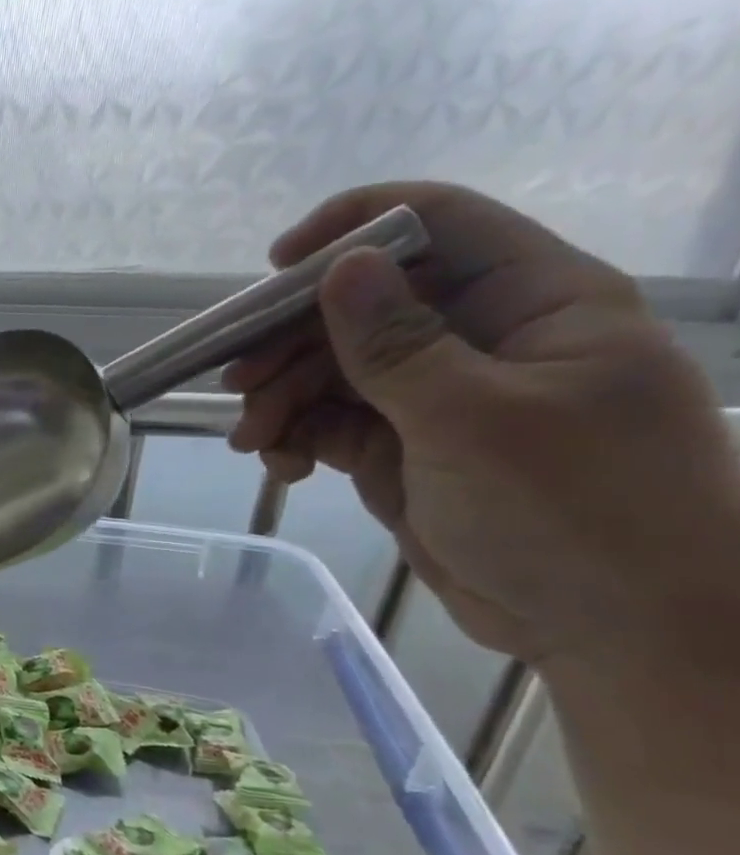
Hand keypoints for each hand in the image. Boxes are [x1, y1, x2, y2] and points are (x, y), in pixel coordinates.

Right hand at [225, 181, 739, 670]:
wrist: (614, 630)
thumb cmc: (574, 511)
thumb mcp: (474, 420)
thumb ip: (396, 343)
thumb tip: (338, 266)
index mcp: (531, 302)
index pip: (436, 224)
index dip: (350, 228)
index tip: (274, 269)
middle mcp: (480, 336)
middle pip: (361, 304)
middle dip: (291, 341)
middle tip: (240, 385)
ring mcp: (437, 396)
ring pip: (332, 368)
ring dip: (281, 398)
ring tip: (253, 441)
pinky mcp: (403, 448)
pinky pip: (329, 423)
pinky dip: (294, 438)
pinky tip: (280, 466)